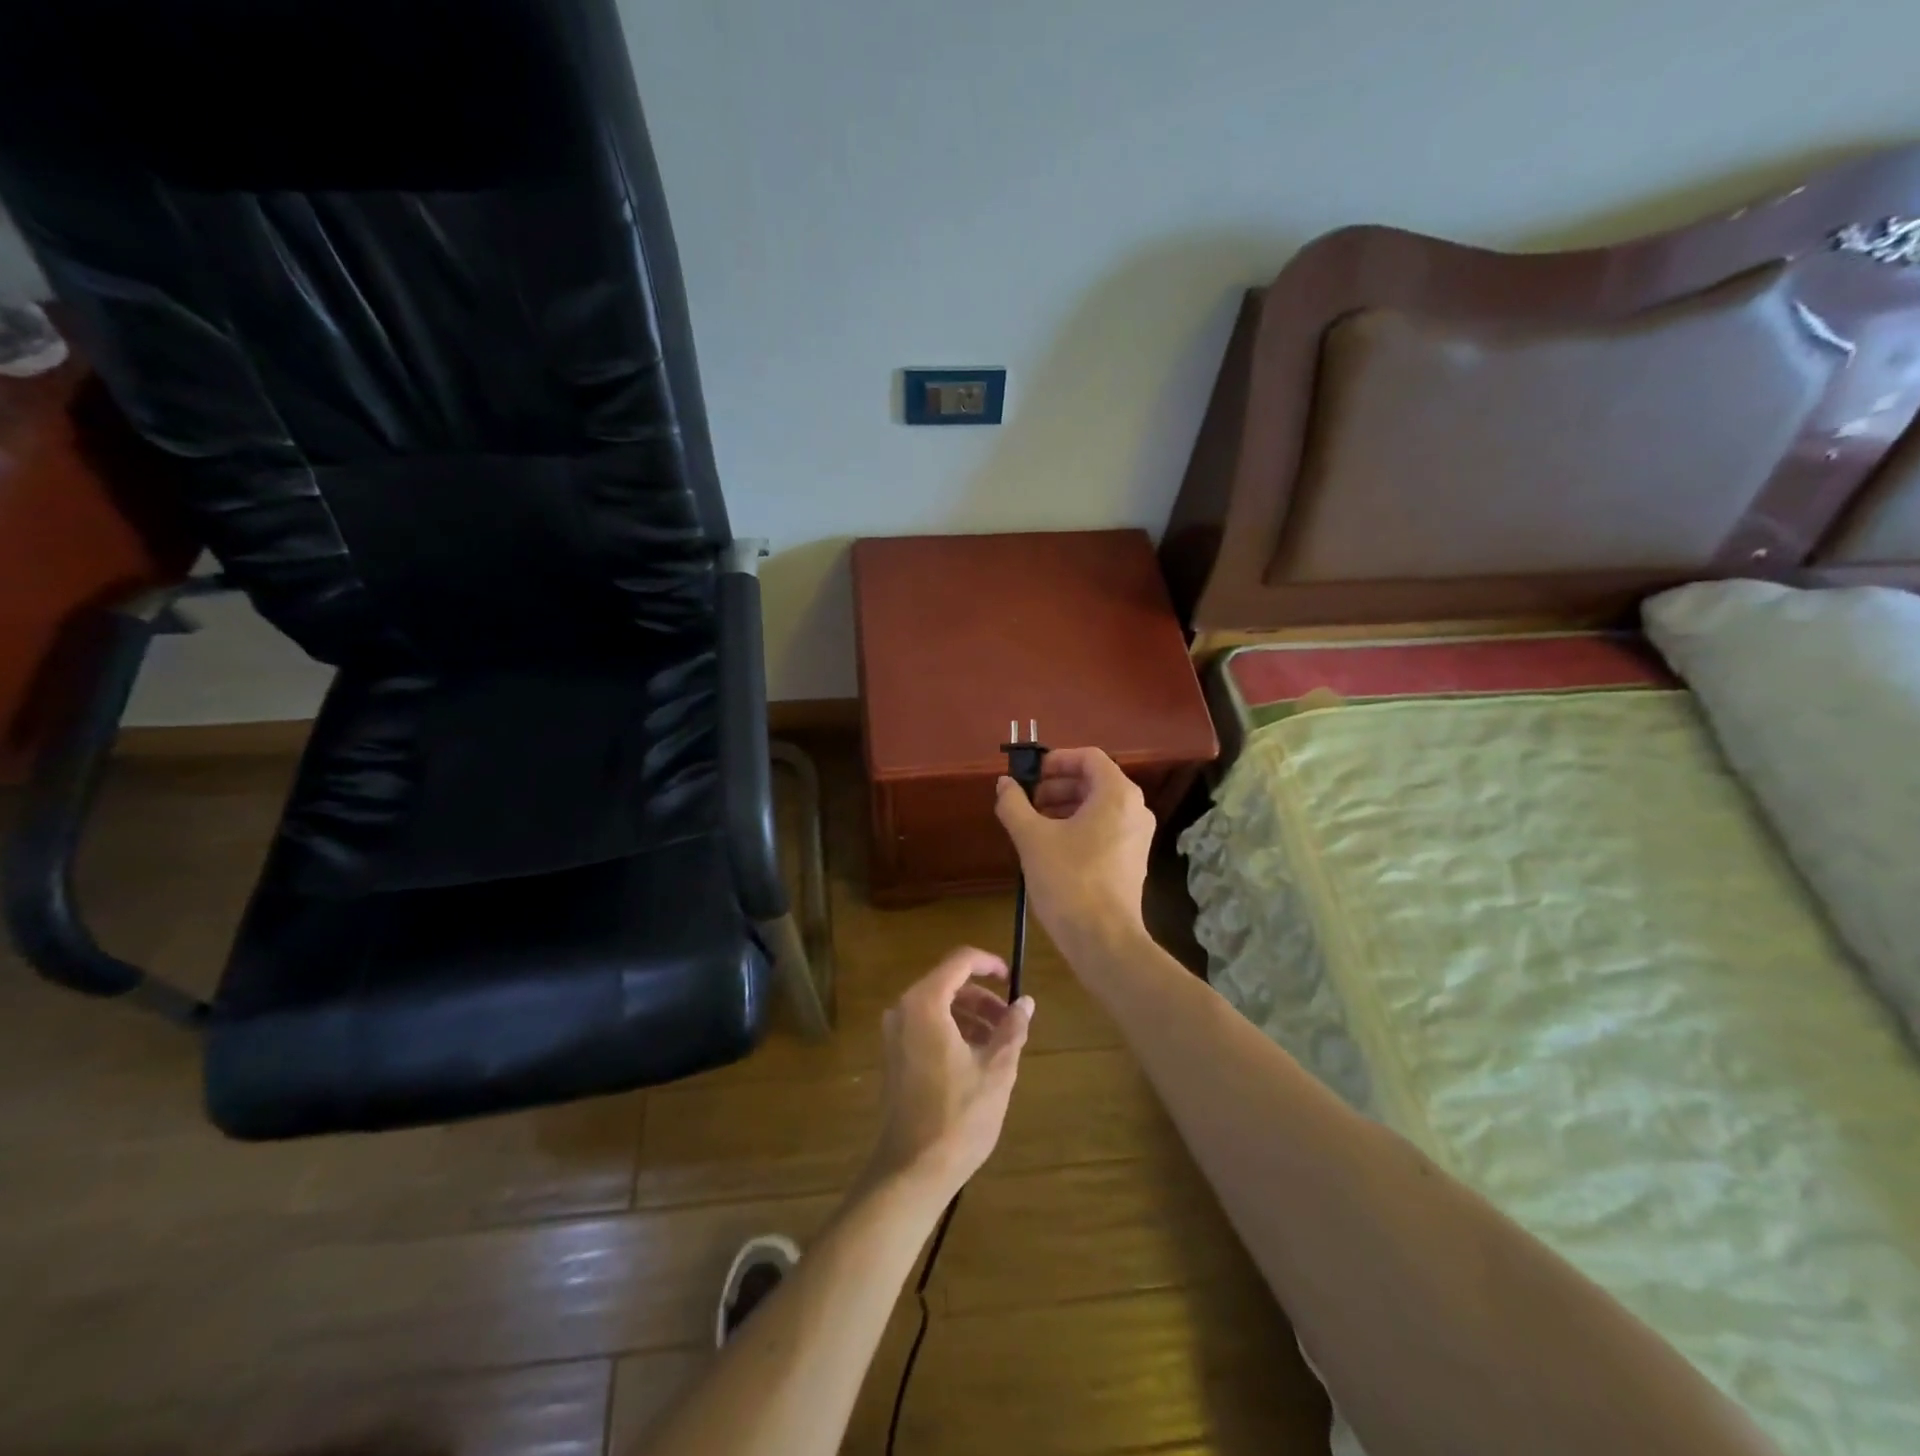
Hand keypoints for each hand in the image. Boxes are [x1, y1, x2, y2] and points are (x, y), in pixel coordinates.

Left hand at [869, 948, 1034, 1198]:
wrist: (912, 1170)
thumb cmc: (958, 1115)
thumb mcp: (996, 1070)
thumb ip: (1012, 1029)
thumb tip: (1026, 1003)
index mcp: (925, 1003)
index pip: (960, 961)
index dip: (989, 964)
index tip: (1013, 979)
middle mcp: (903, 1009)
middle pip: (948, 984)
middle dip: (983, 998)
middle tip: (1011, 1022)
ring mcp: (894, 1034)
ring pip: (938, 1007)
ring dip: (970, 1016)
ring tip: (1000, 1044)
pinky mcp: (894, 1056)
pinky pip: (927, 1026)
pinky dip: (953, 1031)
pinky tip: (977, 1059)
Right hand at [994, 747, 1155, 960]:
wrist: (1103, 939)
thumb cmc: (1068, 880)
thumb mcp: (1032, 838)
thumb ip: (1014, 804)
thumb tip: (1004, 783)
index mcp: (1117, 794)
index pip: (1088, 757)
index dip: (1056, 760)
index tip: (1029, 775)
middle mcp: (1135, 809)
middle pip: (1093, 780)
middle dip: (1056, 785)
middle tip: (1026, 801)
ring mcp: (1137, 836)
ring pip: (1098, 806)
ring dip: (1064, 806)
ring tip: (1033, 824)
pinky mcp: (1132, 859)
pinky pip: (1104, 828)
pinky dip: (1078, 826)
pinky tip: (1050, 846)